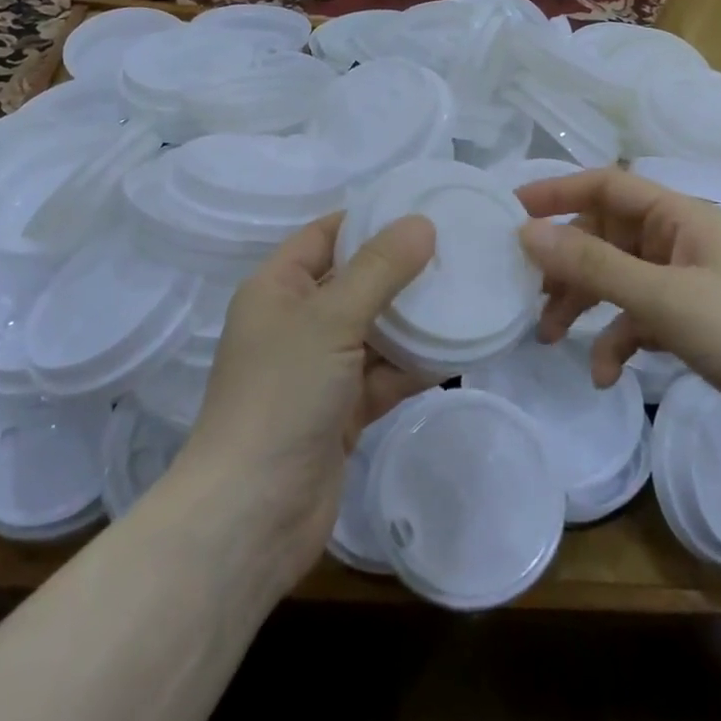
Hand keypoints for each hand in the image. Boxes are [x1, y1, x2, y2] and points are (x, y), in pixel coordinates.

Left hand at [181, 212, 433, 586]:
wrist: (253, 513)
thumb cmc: (282, 395)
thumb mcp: (330, 319)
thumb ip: (379, 270)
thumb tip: (421, 223)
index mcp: (278, 288)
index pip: (325, 235)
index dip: (368, 219)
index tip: (422, 208)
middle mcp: (296, 322)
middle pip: (355, 281)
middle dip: (401, 269)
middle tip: (458, 250)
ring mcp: (319, 369)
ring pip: (375, 330)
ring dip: (414, 319)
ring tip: (467, 293)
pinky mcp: (342, 410)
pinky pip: (384, 374)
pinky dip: (415, 365)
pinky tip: (459, 350)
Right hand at [515, 170, 720, 458]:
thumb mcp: (662, 297)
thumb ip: (592, 265)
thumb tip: (526, 232)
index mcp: (679, 216)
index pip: (606, 186)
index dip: (557, 192)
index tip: (510, 212)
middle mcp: (679, 242)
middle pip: (604, 236)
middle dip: (565, 264)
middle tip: (527, 292)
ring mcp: (686, 284)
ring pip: (616, 279)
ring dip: (583, 304)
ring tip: (551, 337)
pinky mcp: (692, 324)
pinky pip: (638, 319)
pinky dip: (616, 341)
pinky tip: (605, 375)